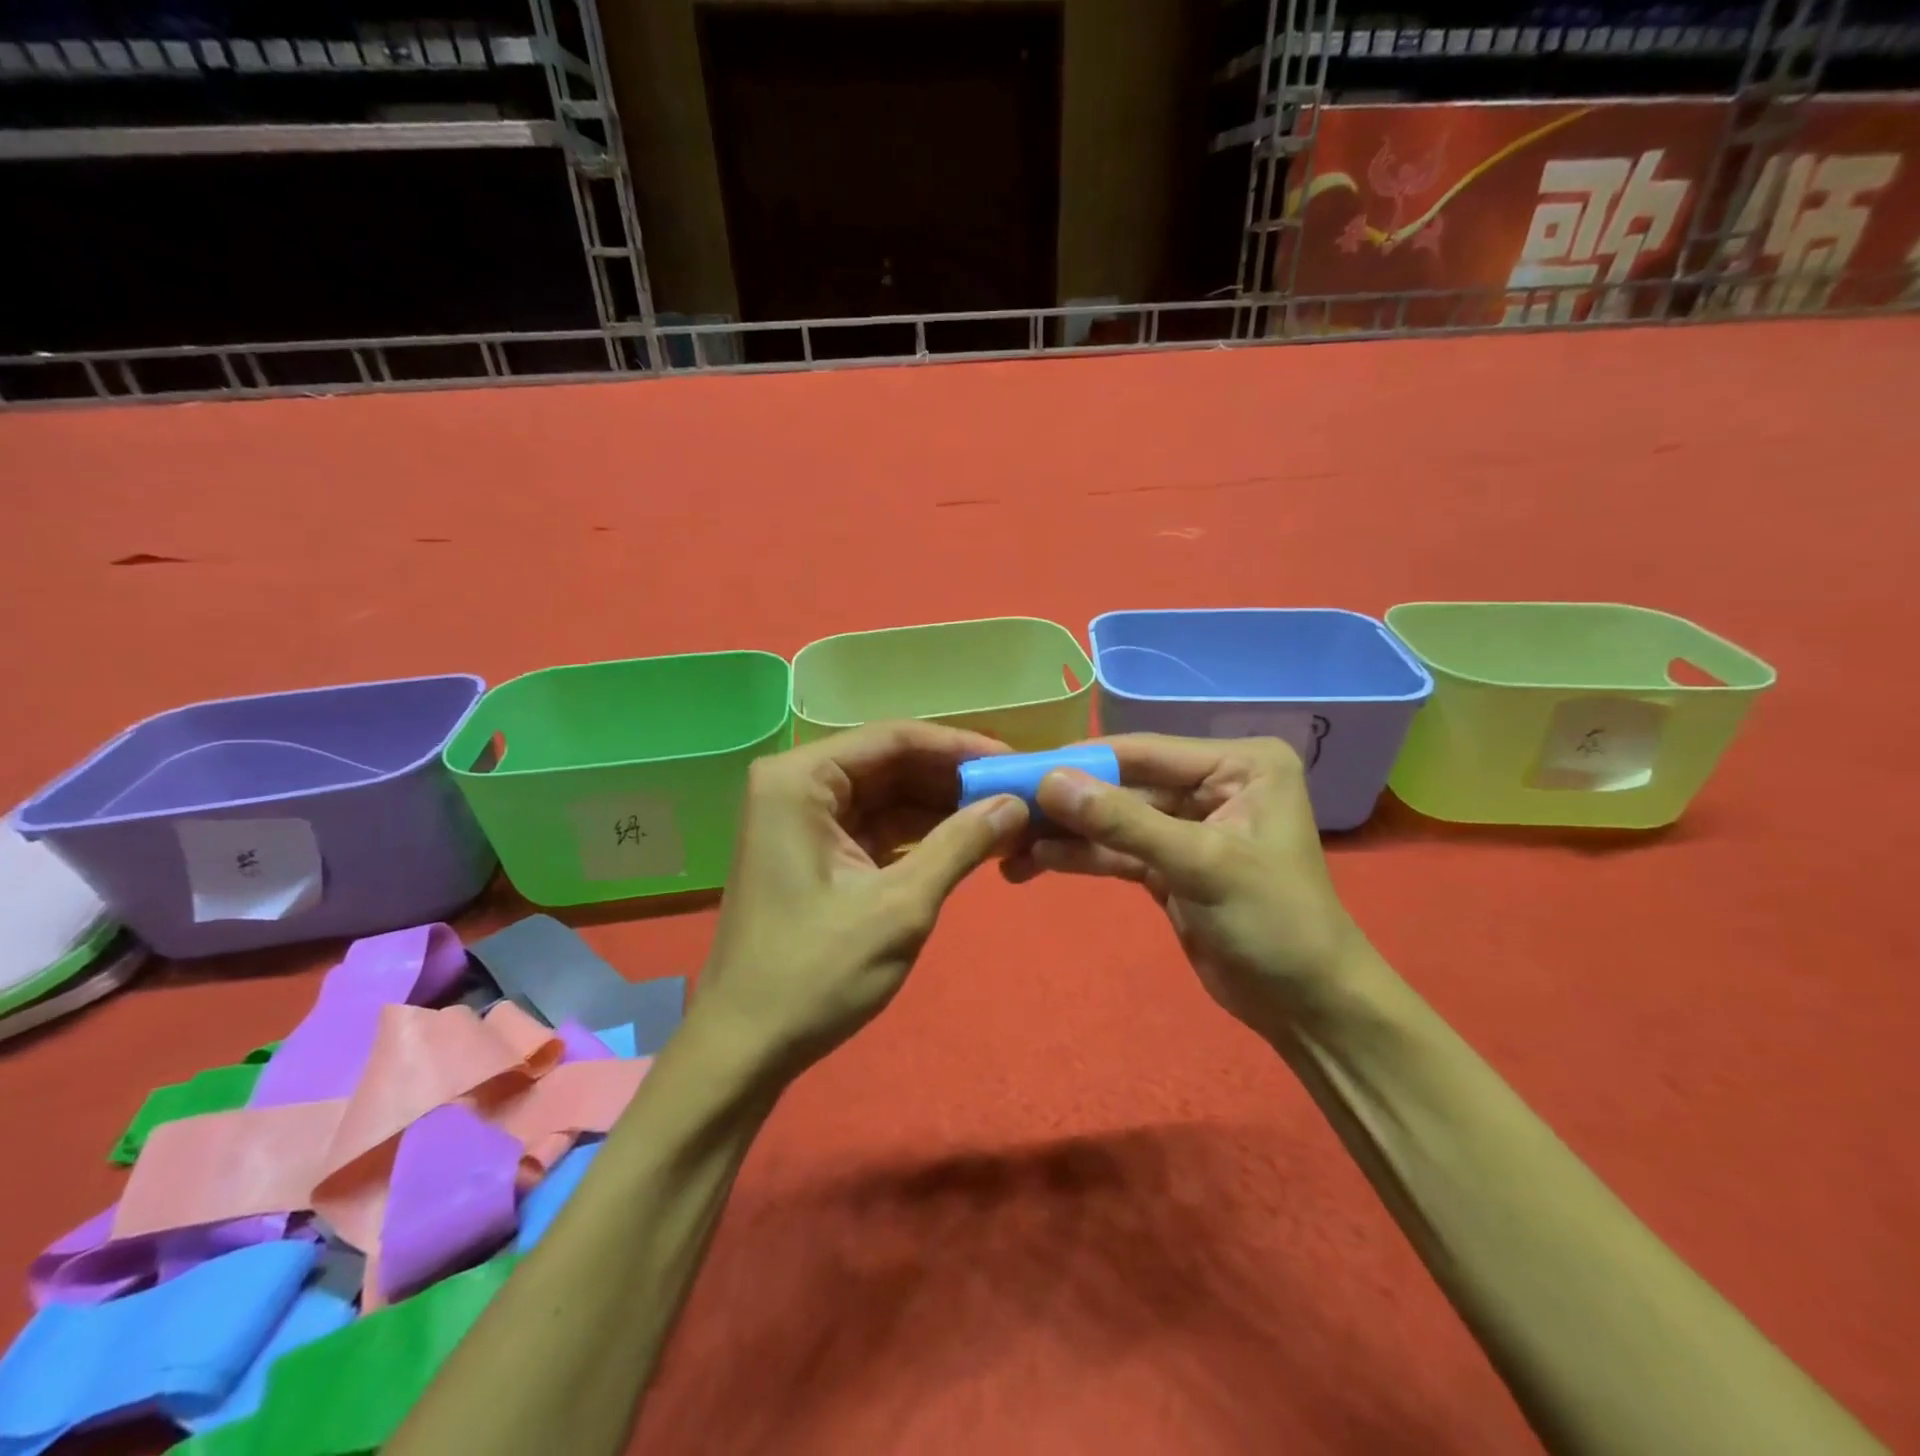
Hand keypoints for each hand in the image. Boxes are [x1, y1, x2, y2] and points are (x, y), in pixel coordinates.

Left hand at [693, 721, 1028, 1085]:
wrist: (746, 1049)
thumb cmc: (815, 973)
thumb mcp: (899, 906)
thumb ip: (960, 845)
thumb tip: (1016, 803)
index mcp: (800, 780)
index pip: (894, 739)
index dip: (959, 748)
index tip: (1014, 762)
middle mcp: (797, 786)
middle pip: (891, 764)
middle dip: (953, 780)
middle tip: (1018, 793)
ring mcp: (804, 820)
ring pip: (888, 796)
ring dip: (942, 809)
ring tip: (1006, 818)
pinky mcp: (816, 853)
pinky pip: (878, 828)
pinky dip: (920, 837)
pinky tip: (969, 843)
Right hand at [1001, 735, 1373, 1036]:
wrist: (1307, 1007)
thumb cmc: (1275, 922)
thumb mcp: (1199, 863)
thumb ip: (1122, 821)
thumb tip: (1048, 781)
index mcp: (1239, 765)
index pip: (1145, 752)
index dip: (1082, 761)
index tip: (1021, 769)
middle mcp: (1212, 785)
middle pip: (1123, 785)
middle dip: (1067, 803)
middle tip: (1005, 810)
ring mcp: (1188, 825)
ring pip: (1114, 820)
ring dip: (1065, 833)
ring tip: (1008, 845)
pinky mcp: (1169, 863)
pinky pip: (1117, 850)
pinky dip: (1080, 857)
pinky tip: (1035, 863)